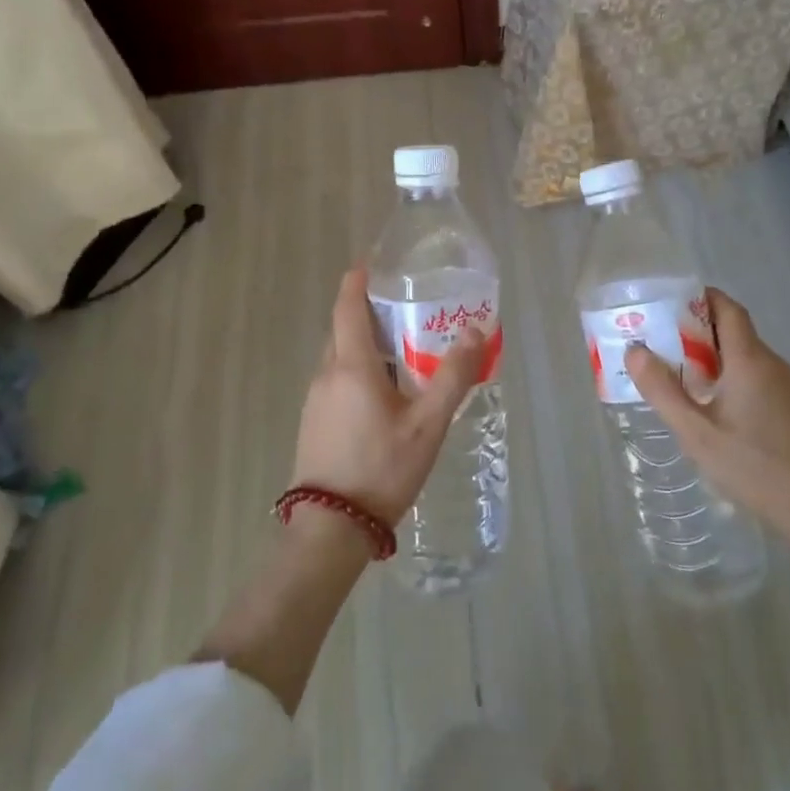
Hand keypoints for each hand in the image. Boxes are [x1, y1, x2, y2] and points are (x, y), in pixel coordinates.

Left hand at [292, 266, 484, 526]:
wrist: (331, 527)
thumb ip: (453, 376)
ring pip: (339, 357)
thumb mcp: (427, 424)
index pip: (348, 307)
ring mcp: (315, 400)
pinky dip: (357, 369)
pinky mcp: (314, 422)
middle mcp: (326, 374)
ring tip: (402, 349)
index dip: (357, 281)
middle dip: (368, 312)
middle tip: (405, 308)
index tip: (371, 262)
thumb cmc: (382, 468)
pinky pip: (336, 380)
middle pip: (343, 329)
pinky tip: (383, 392)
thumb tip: (475, 330)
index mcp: (351, 366)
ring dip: (365, 344)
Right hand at [626, 288, 789, 569]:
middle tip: (664, 347)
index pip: (728, 309)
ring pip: (749, 359)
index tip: (670, 305)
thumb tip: (635, 351)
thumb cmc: (754, 468)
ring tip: (684, 380)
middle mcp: (775, 365)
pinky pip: (763, 380)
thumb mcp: (697, 434)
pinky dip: (737, 380)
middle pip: (736, 332)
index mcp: (750, 361)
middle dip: (699, 332)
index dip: (701, 299)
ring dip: (717, 360)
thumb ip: (663, 391)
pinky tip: (720, 411)